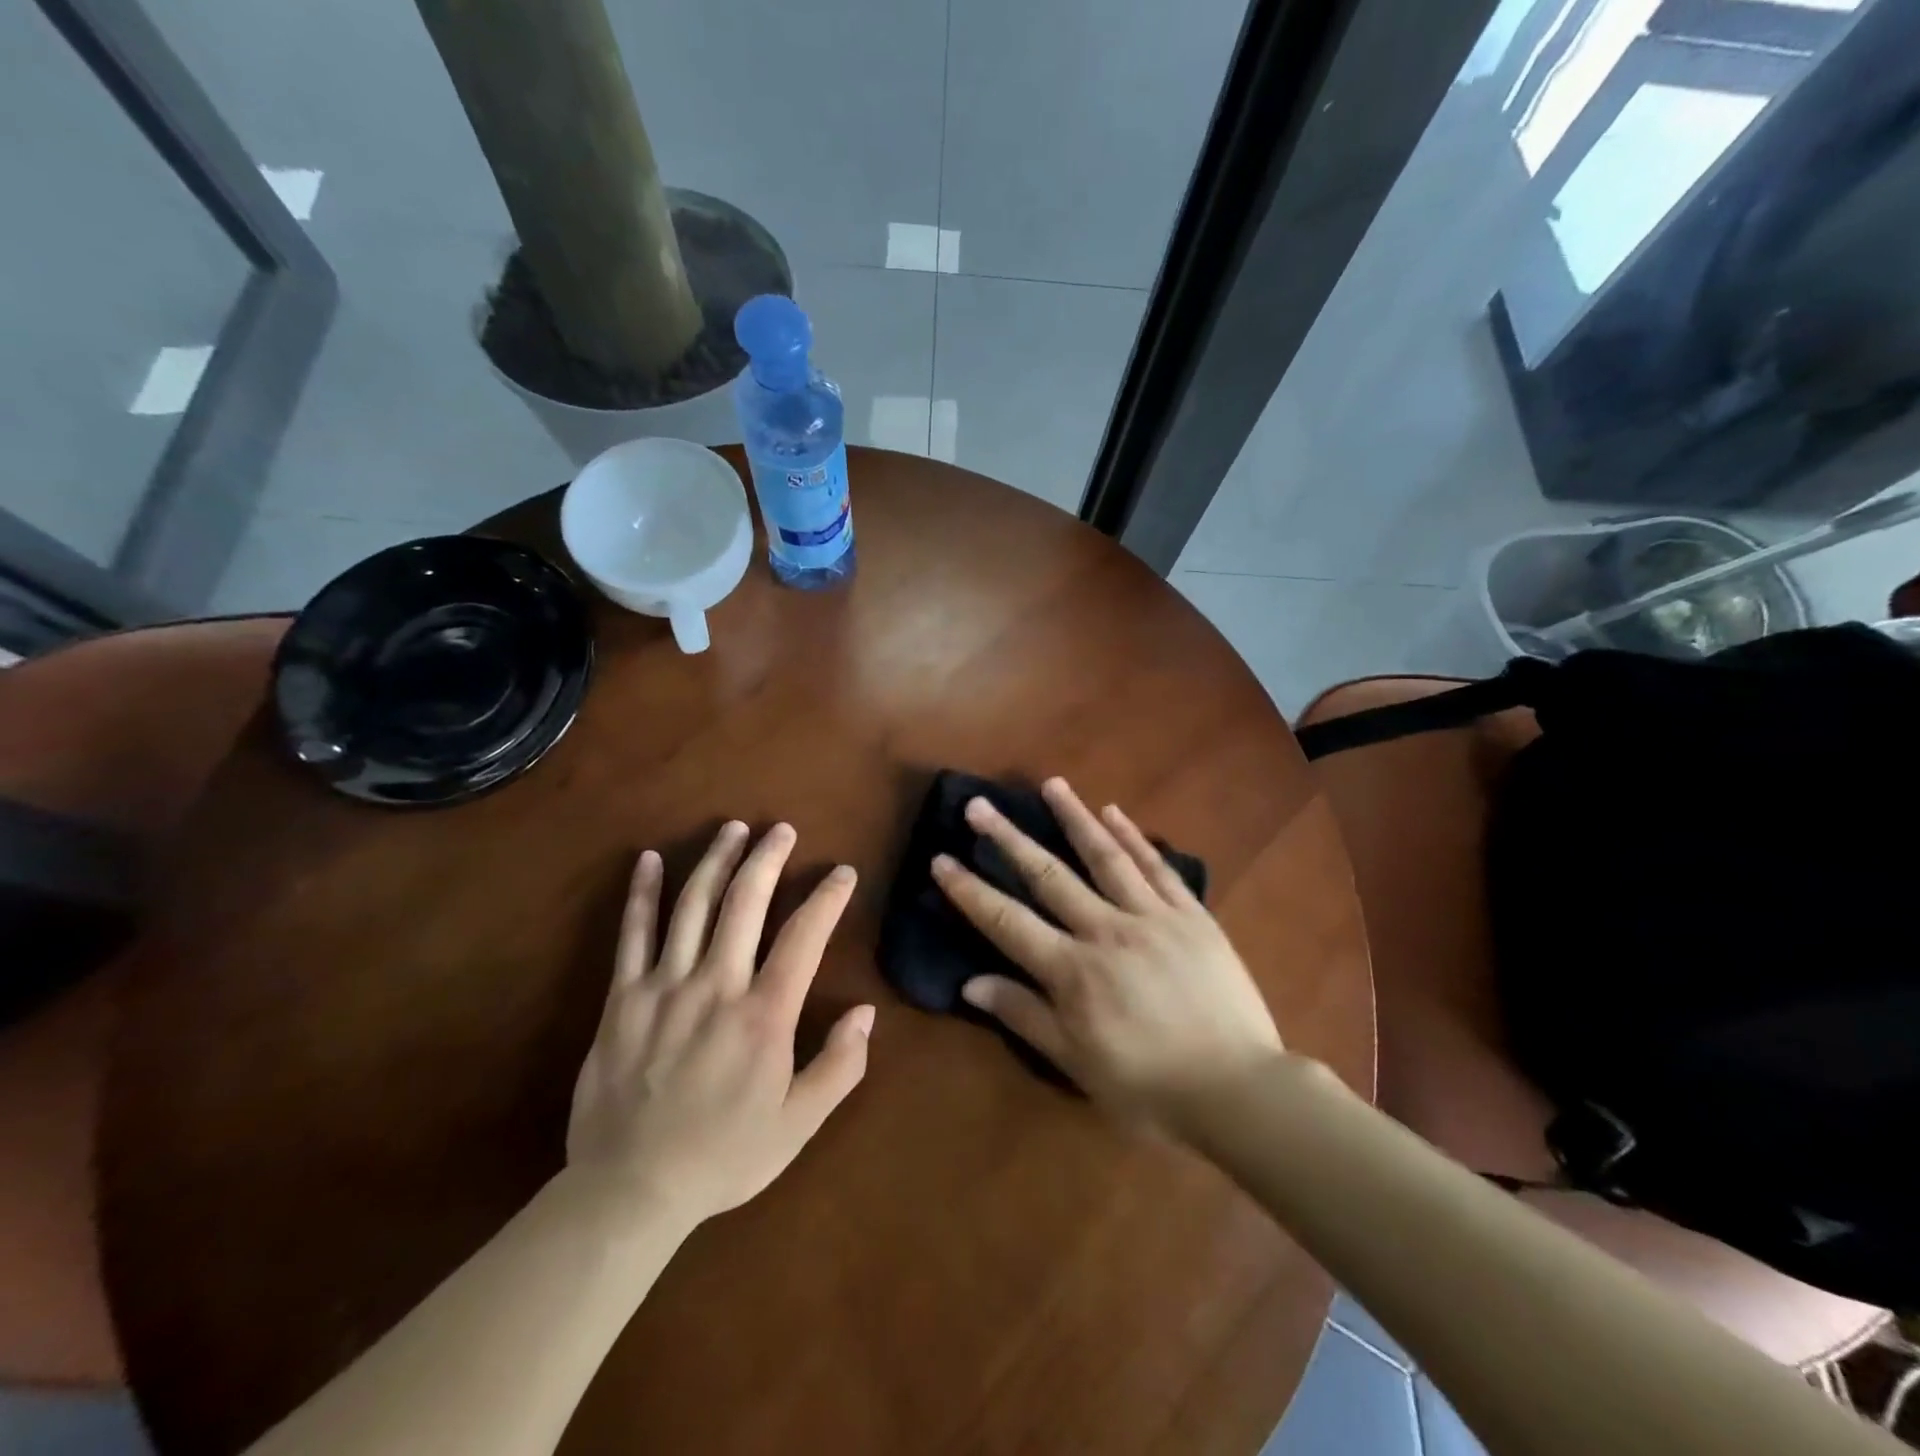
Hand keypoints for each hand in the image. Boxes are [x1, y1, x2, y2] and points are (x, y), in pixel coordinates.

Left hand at [567, 822, 874, 1223]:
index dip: (827, 899)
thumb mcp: (796, 1126)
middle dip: (768, 859)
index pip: (804, 938)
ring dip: (715, 861)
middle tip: (782, 829)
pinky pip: (632, 935)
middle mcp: (716, 987)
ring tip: (733, 829)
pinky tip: (648, 859)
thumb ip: (838, 1068)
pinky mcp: (622, 999)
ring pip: (693, 906)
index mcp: (763, 1016)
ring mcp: (664, 987)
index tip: (842, 872)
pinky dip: (641, 894)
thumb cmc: (723, 1157)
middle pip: (745, 904)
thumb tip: (865, 1013)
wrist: (629, 1191)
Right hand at [931, 778, 1282, 1127]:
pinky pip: (1158, 868)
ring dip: (1074, 817)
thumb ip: (1025, 1016)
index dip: (970, 890)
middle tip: (980, 804)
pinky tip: (1115, 812)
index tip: (941, 859)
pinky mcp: (1192, 916)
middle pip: (1049, 876)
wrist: (1239, 1090)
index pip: (1007, 921)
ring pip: (1105, 856)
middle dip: (1009, 838)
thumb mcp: (1077, 1064)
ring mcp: (1152, 917)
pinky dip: (1135, 837)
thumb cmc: (1150, 1087)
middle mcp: (1106, 931)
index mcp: (1073, 971)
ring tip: (1051, 784)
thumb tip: (970, 984)